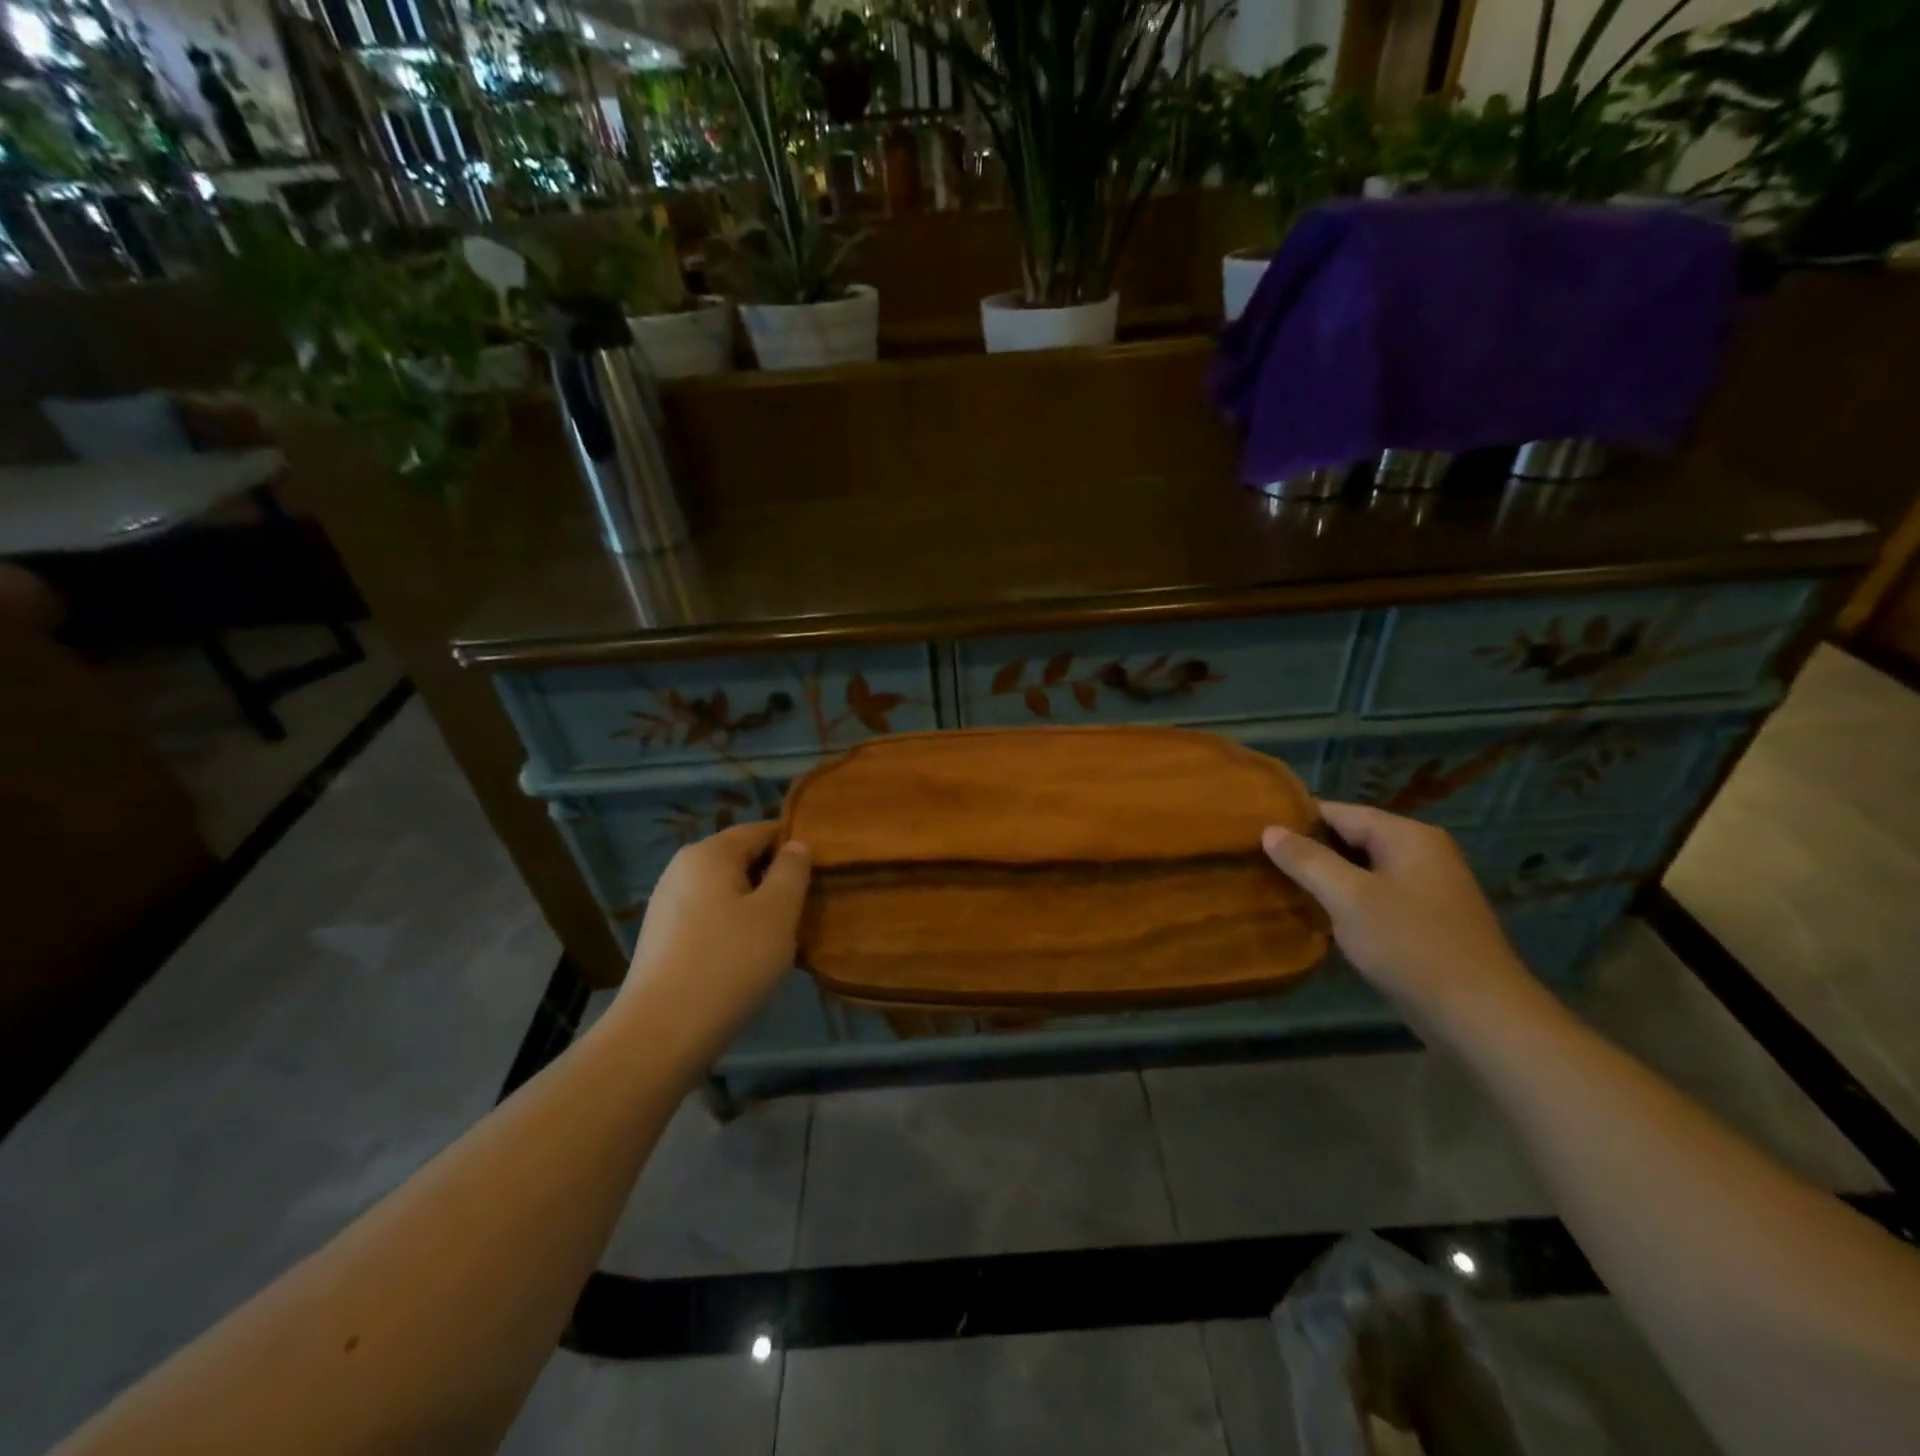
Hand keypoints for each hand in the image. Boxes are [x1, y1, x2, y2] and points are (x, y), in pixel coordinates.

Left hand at [615, 822, 810, 1067]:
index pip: (762, 830)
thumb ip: (792, 870)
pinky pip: (709, 918)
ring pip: (726, 891)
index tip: (821, 873)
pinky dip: (733, 928)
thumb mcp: (778, 912)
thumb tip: (795, 846)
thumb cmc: (729, 963)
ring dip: (756, 907)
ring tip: (780, 939)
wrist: (661, 1033)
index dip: (794, 846)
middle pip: (742, 859)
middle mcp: (682, 868)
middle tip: (805, 910)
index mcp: (709, 852)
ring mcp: (667, 904)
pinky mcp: (662, 938)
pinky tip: (746, 960)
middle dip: (775, 879)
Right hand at [1261, 801, 1535, 1030]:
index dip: (1296, 819)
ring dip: (1325, 878)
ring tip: (1278, 886)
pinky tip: (1316, 916)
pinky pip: (1375, 896)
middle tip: (1259, 861)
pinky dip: (1346, 901)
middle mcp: (1421, 852)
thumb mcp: (1348, 897)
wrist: (1480, 1016)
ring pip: (1361, 870)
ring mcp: (1427, 887)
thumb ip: (1307, 860)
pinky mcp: (1426, 920)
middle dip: (1308, 850)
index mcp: (1407, 836)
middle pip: (1351, 839)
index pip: (1339, 812)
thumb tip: (1269, 829)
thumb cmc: (1410, 945)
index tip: (1253, 832)